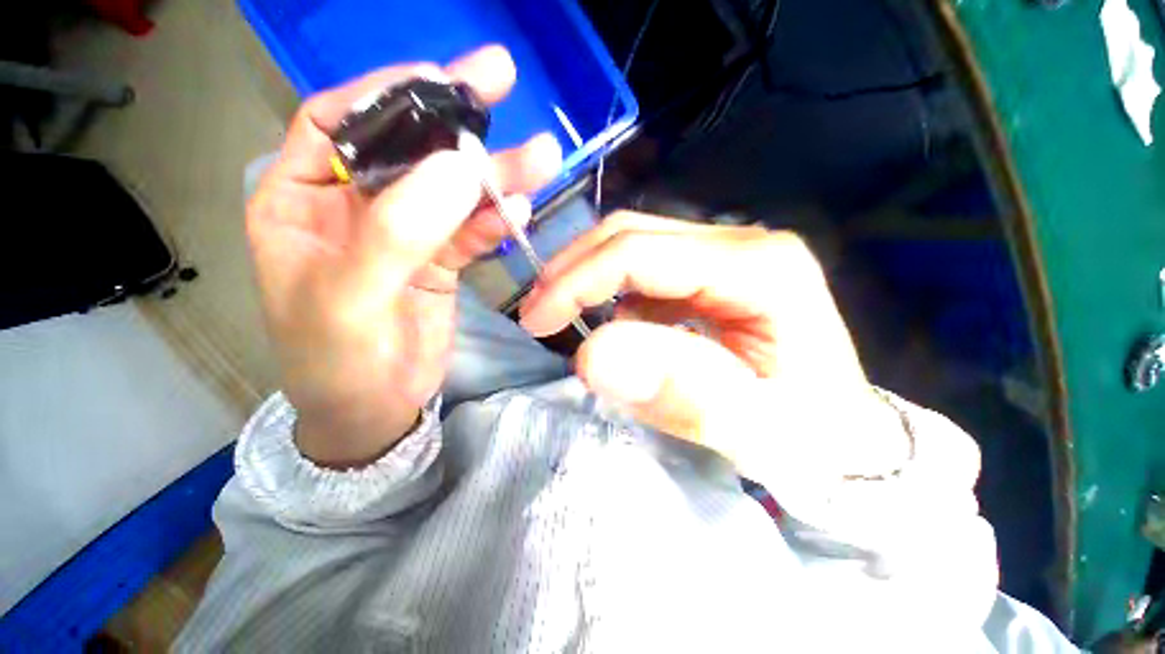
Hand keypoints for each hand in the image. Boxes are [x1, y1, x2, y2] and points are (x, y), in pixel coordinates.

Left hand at [248, 46, 561, 466]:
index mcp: (300, 201)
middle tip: (500, 77)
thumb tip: (457, 168)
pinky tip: (519, 209)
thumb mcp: (350, 300)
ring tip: (540, 158)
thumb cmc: (337, 363)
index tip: (438, 76)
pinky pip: (471, 232)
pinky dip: (494, 221)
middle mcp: (353, 207)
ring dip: (494, 176)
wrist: (374, 410)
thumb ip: (396, 232)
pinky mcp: (440, 262)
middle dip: (453, 116)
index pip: (336, 122)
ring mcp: (405, 234)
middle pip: (406, 147)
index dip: (385, 92)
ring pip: (451, 191)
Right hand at [519, 212, 913, 486]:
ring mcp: (730, 253)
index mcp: (761, 267)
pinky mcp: (714, 272)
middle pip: (634, 234)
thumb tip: (592, 356)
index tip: (537, 319)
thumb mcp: (753, 431)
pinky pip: (649, 269)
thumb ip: (679, 392)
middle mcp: (744, 243)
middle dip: (574, 270)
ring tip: (566, 317)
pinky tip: (616, 325)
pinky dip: (616, 292)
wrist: (843, 434)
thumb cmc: (811, 438)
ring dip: (591, 278)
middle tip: (538, 313)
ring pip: (635, 244)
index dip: (579, 281)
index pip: (643, 253)